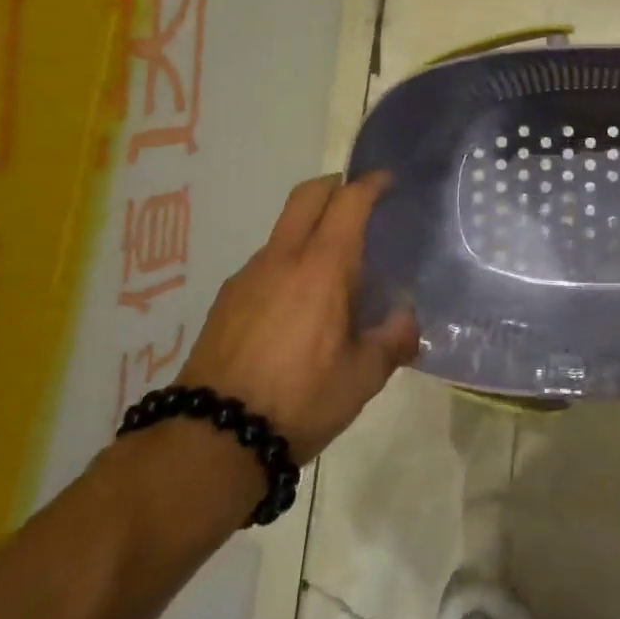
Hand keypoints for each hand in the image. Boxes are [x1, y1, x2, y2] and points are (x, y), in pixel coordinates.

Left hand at [176, 173, 418, 461]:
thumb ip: (393, 340)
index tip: (388, 181)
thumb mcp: (363, 377)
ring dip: (310, 229)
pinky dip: (288, 262)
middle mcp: (283, 258)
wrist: (212, 437)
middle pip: (307, 196)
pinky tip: (297, 305)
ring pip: (284, 230)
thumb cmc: (300, 400)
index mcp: (323, 267)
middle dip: (334, 186)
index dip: (371, 184)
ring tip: (332, 270)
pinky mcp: (226, 300)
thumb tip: (407, 319)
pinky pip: (265, 263)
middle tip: (358, 202)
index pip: (349, 202)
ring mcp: (248, 276)